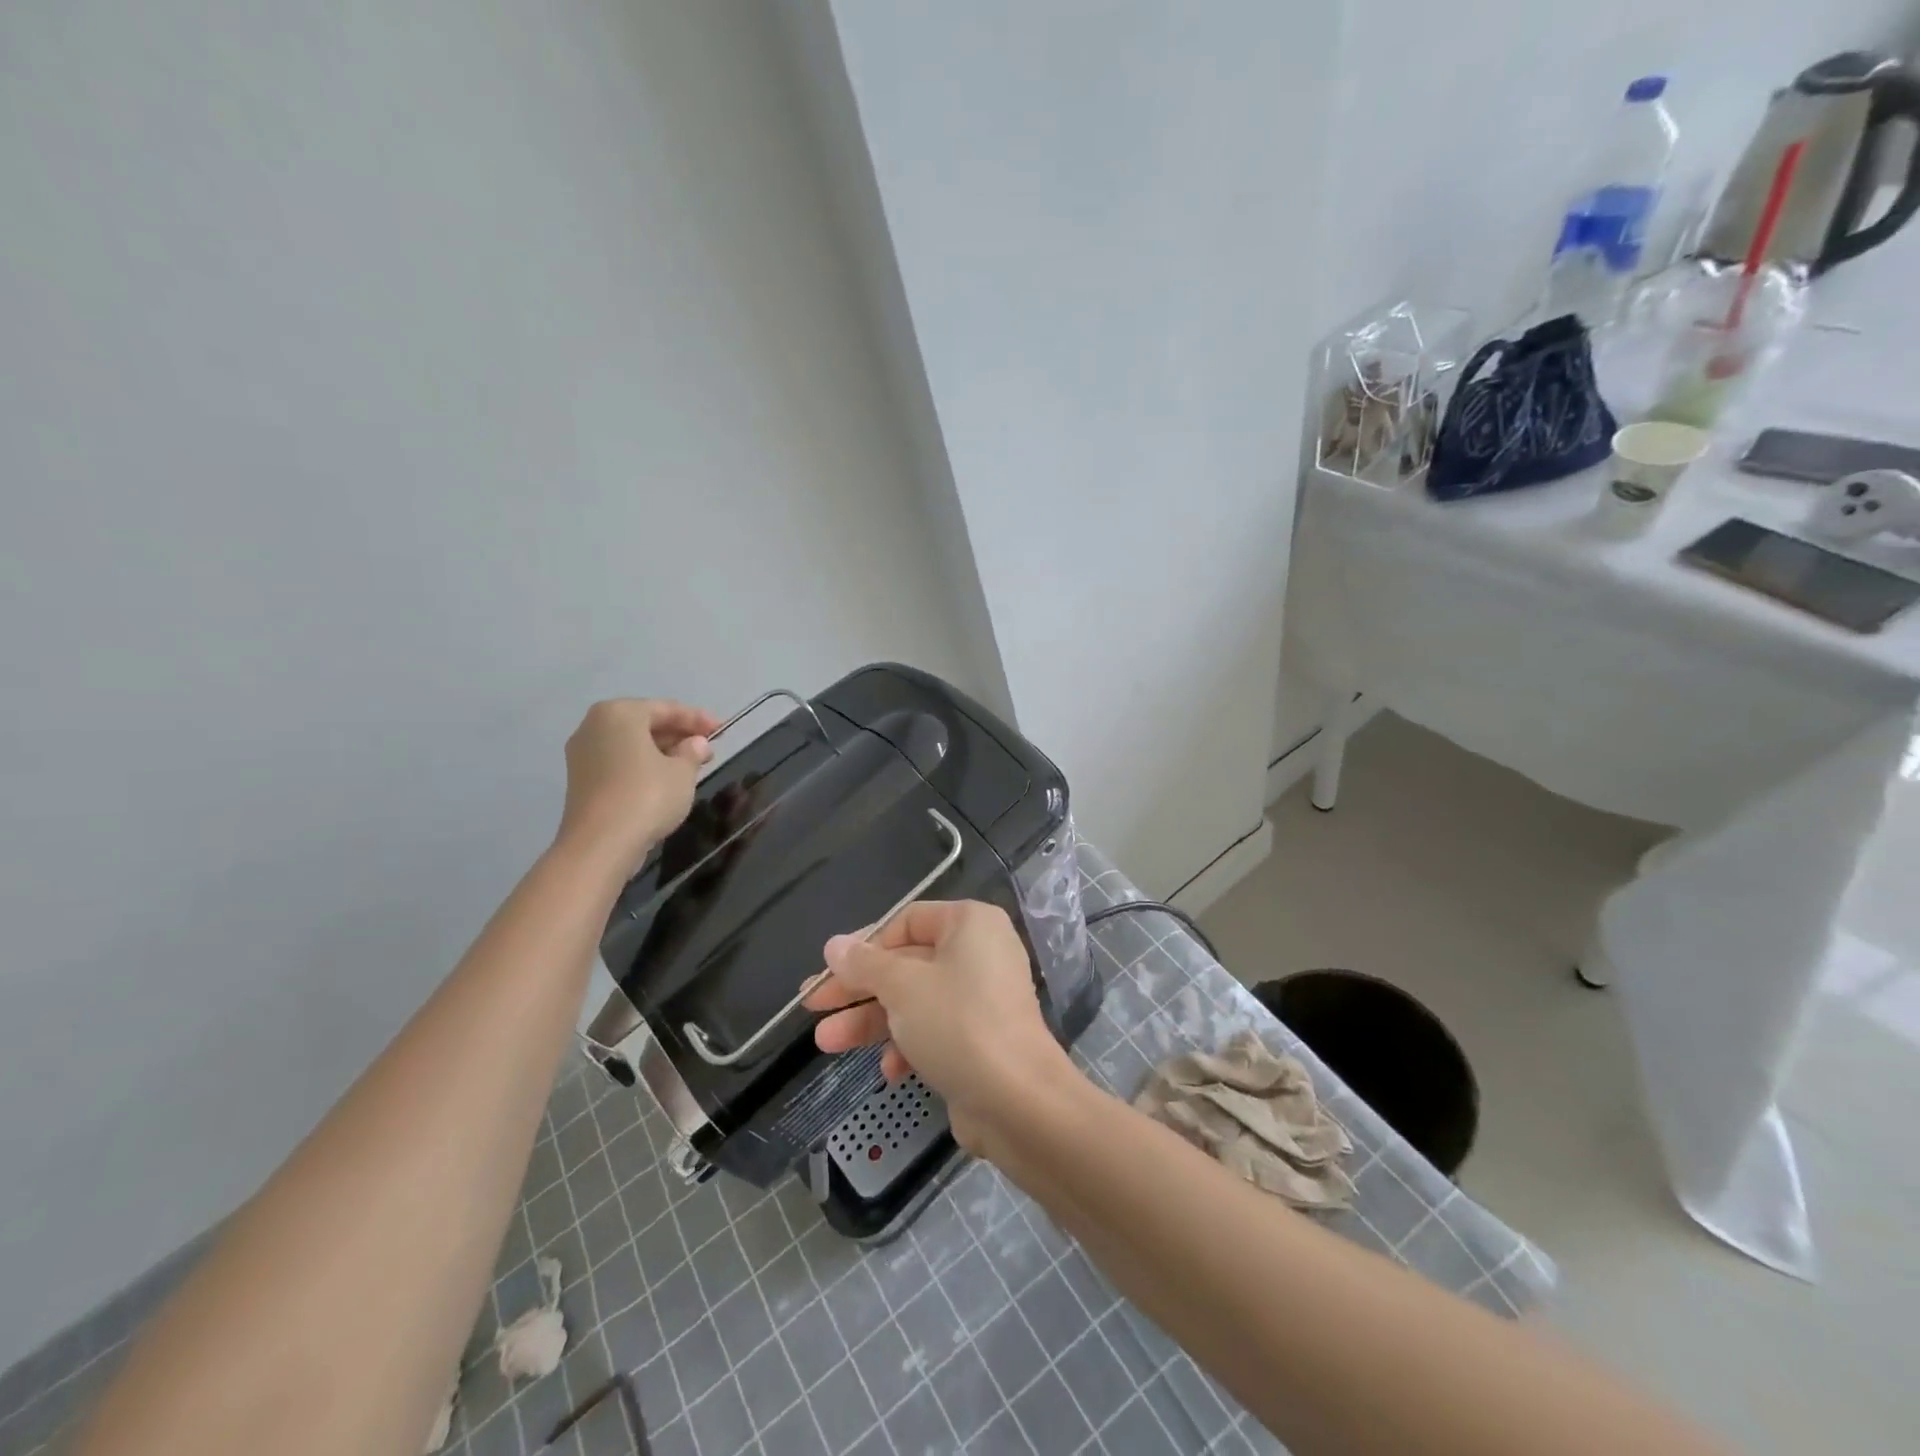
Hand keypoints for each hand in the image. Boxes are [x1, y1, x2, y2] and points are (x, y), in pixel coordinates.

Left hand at [555, 700, 718, 873]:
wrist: (600, 844)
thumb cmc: (646, 796)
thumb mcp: (682, 772)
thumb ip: (692, 752)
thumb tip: (696, 744)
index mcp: (620, 713)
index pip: (666, 709)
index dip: (697, 719)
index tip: (722, 729)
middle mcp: (595, 726)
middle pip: (645, 723)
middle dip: (678, 735)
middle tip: (707, 748)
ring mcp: (583, 753)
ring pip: (631, 744)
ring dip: (661, 751)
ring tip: (690, 765)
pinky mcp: (581, 780)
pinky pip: (619, 761)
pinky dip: (642, 765)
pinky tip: (664, 779)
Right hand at [804, 901, 1079, 1154]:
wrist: (1019, 1102)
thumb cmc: (957, 1024)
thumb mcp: (901, 987)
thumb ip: (864, 964)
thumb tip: (834, 944)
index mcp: (969, 924)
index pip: (906, 921)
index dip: (863, 946)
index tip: (828, 971)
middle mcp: (979, 952)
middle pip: (906, 963)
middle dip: (858, 989)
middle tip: (812, 1007)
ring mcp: (982, 998)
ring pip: (914, 1000)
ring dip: (871, 1021)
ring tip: (825, 1043)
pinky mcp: (981, 1038)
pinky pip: (934, 1030)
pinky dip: (907, 1045)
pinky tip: (889, 1070)